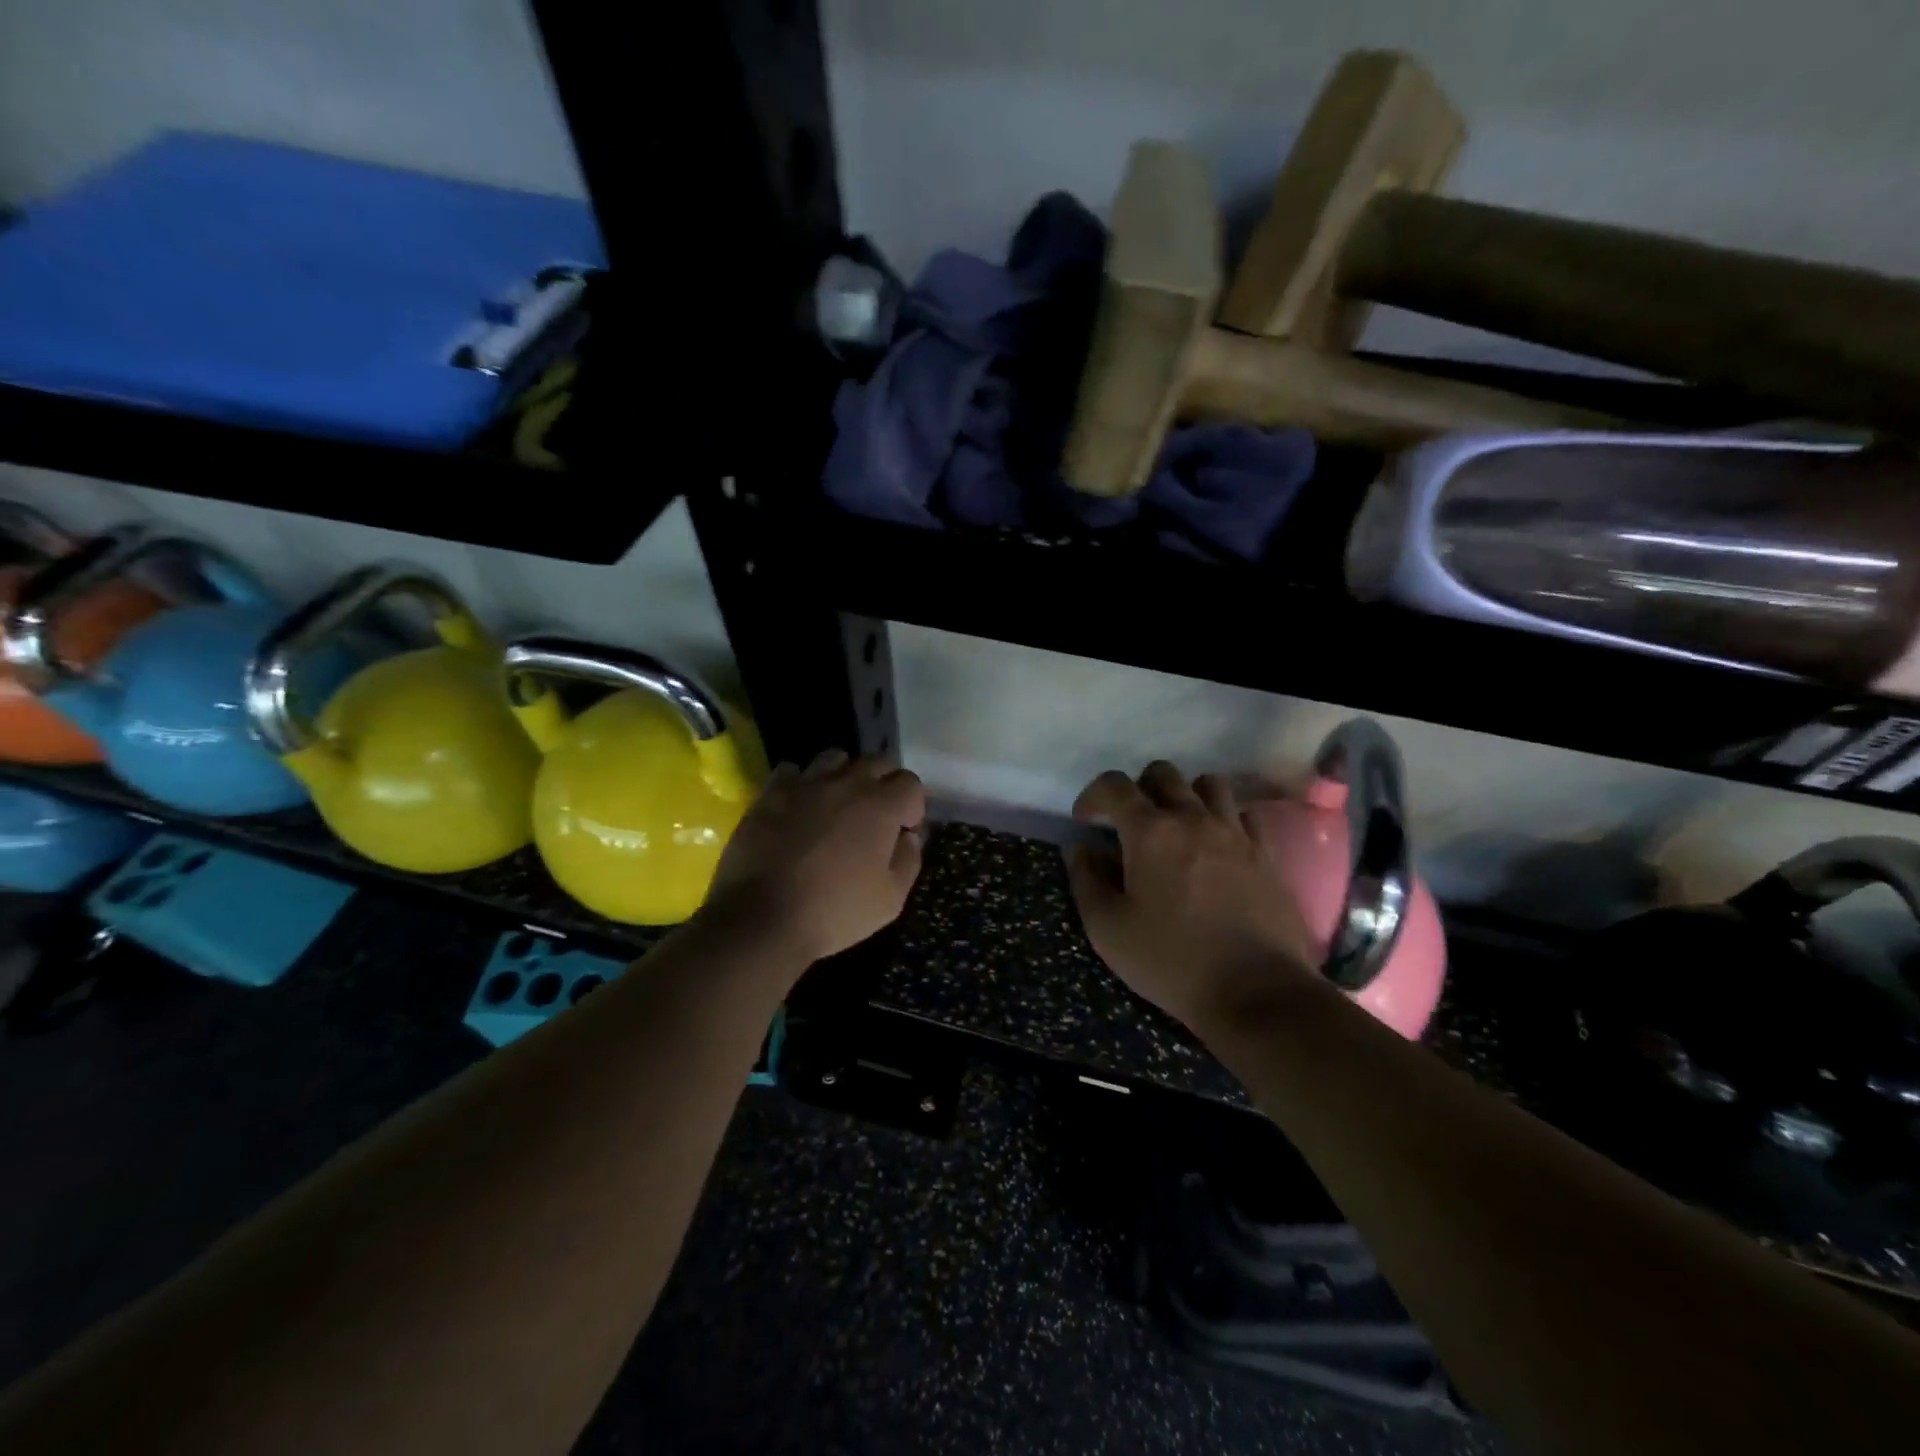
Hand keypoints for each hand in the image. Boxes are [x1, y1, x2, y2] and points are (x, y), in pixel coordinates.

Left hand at [704, 749, 926, 965]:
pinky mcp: (770, 793)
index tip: (903, 831)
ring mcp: (804, 784)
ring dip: (844, 776)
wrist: (761, 920)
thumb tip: (909, 837)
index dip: (912, 806)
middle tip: (875, 816)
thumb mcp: (890, 899)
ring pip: (835, 758)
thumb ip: (909, 860)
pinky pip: (792, 770)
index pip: (910, 783)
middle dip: (884, 783)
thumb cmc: (834, 912)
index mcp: (880, 806)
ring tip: (837, 805)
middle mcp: (846, 783)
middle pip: (876, 762)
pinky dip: (802, 783)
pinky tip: (799, 806)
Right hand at [1067, 761, 1322, 1031]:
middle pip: (1163, 774)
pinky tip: (1218, 845)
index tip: (1085, 821)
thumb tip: (1081, 848)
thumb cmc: (1171, 961)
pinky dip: (1225, 818)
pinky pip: (1244, 814)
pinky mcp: (1266, 853)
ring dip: (1185, 795)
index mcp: (1149, 832)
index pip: (1115, 785)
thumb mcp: (1108, 929)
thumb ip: (1087, 880)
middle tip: (1131, 825)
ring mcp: (1235, 832)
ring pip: (1208, 784)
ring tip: (1177, 827)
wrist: (1256, 991)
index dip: (1093, 795)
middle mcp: (1193, 818)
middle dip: (1139, 789)